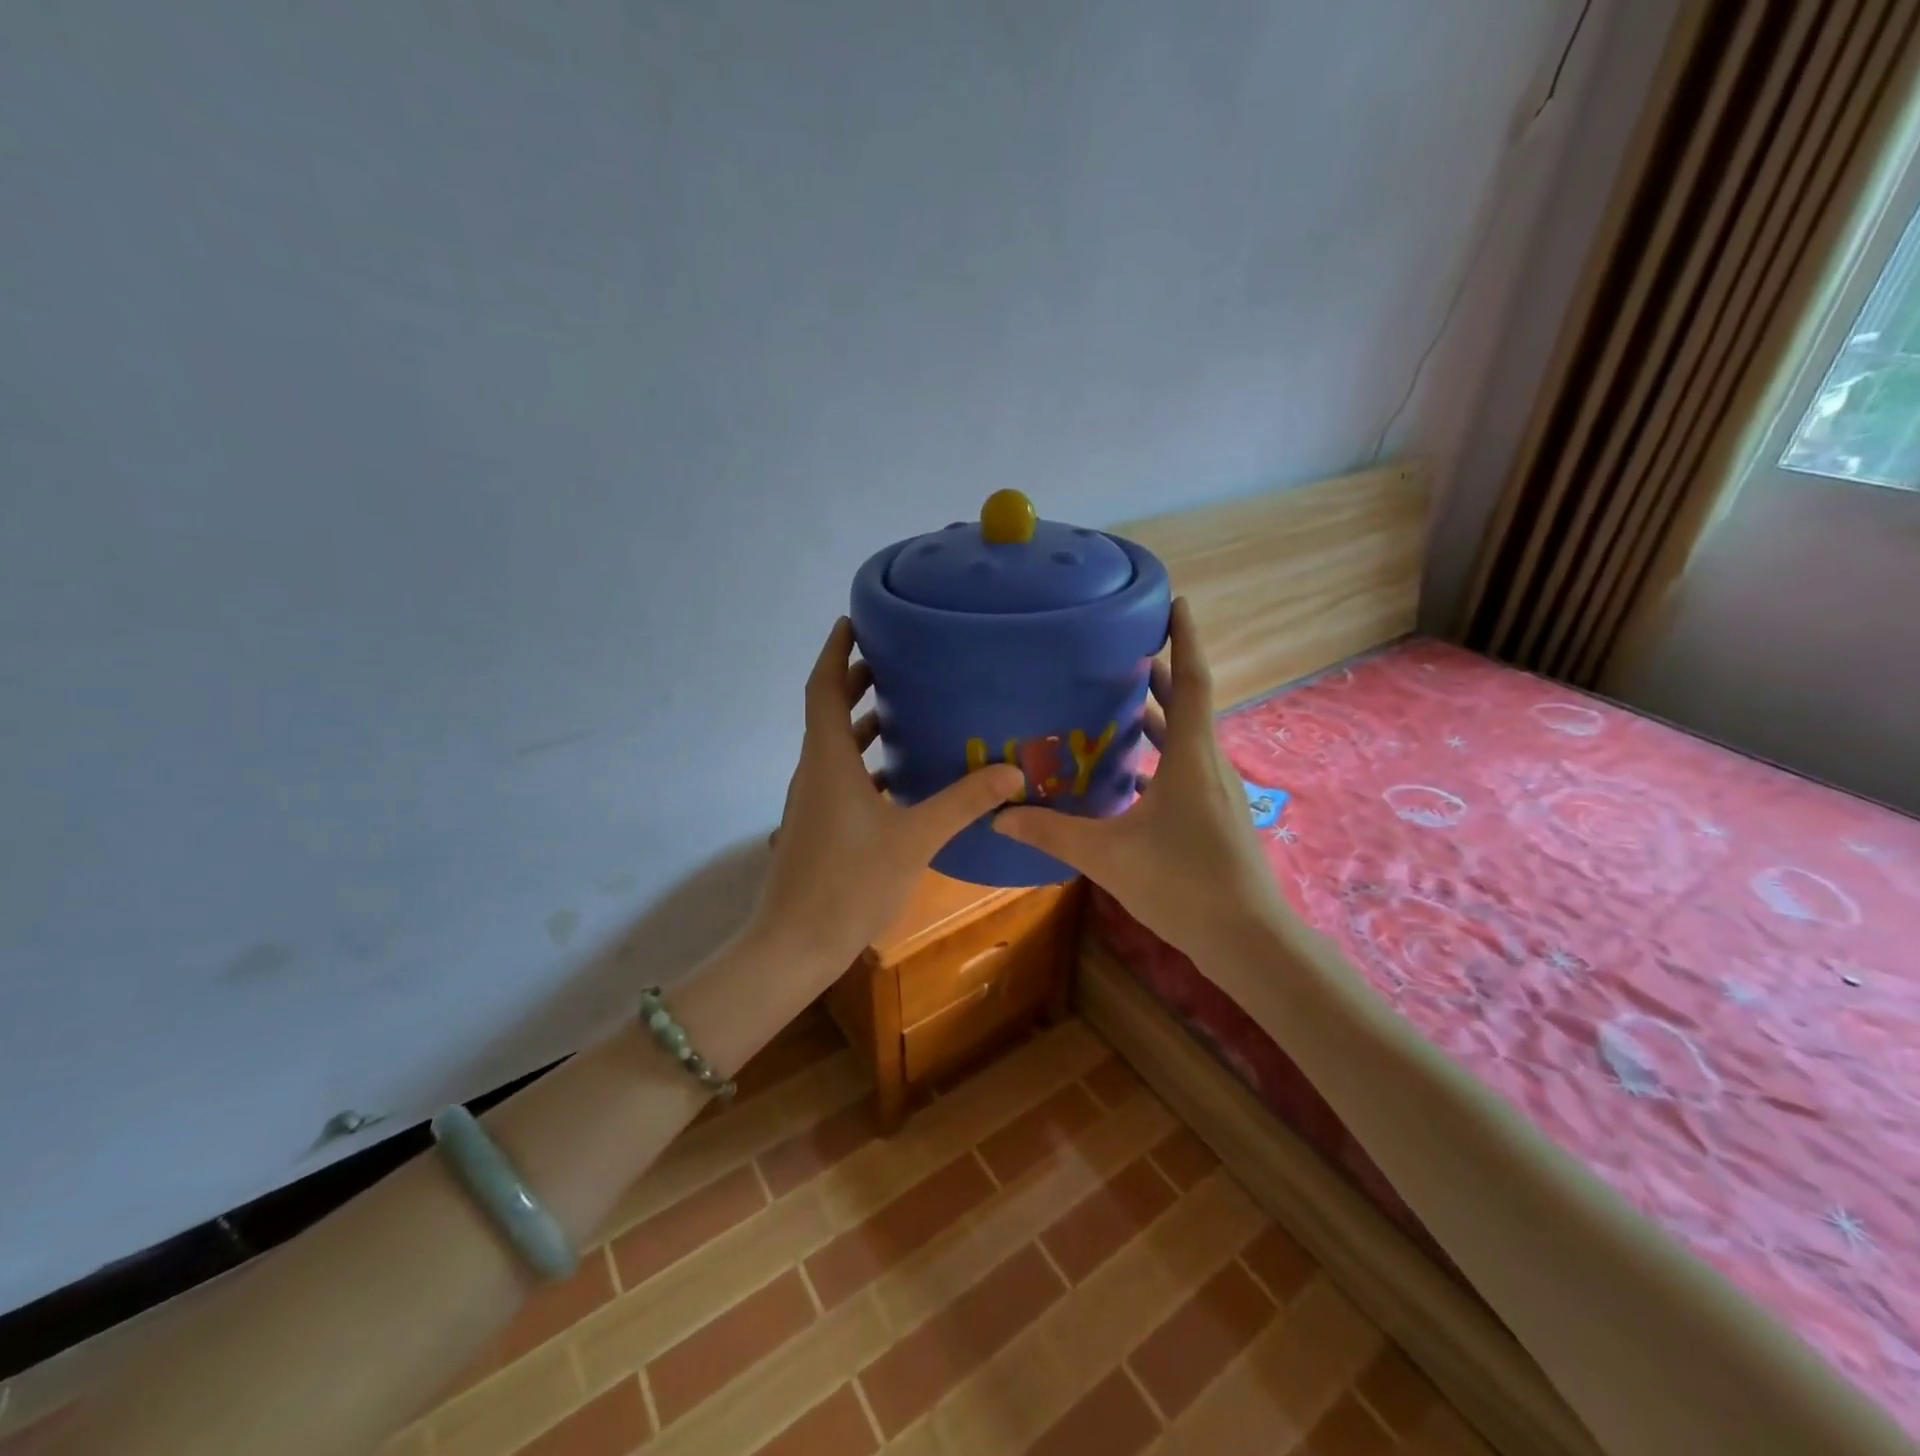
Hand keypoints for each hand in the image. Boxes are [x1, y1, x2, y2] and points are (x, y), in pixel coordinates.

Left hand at [750, 618, 1024, 978]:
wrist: (795, 945)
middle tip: (893, 658)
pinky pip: (841, 775)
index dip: (835, 651)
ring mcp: (812, 800)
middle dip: (855, 680)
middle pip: (829, 711)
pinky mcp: (818, 825)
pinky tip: (899, 776)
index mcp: (828, 760)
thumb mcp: (913, 839)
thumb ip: (961, 803)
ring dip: (862, 722)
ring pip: (835, 745)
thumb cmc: (848, 882)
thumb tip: (1010, 771)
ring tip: (903, 706)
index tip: (852, 621)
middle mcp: (814, 771)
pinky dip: (865, 761)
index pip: (823, 688)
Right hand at [992, 598, 1296, 964]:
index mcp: (1189, 758)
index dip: (1184, 639)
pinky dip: (1158, 757)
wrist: (1247, 940)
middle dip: (1160, 673)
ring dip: (1158, 716)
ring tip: (1118, 702)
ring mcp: (1216, 791)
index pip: (1192, 681)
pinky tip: (1128, 774)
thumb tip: (1000, 814)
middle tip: (1124, 650)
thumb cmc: (1182, 885)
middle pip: (1186, 704)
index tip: (1176, 601)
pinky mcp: (1215, 815)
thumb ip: (1052, 833)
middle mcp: (1208, 764)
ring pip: (1185, 739)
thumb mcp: (1108, 856)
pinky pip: (1184, 769)